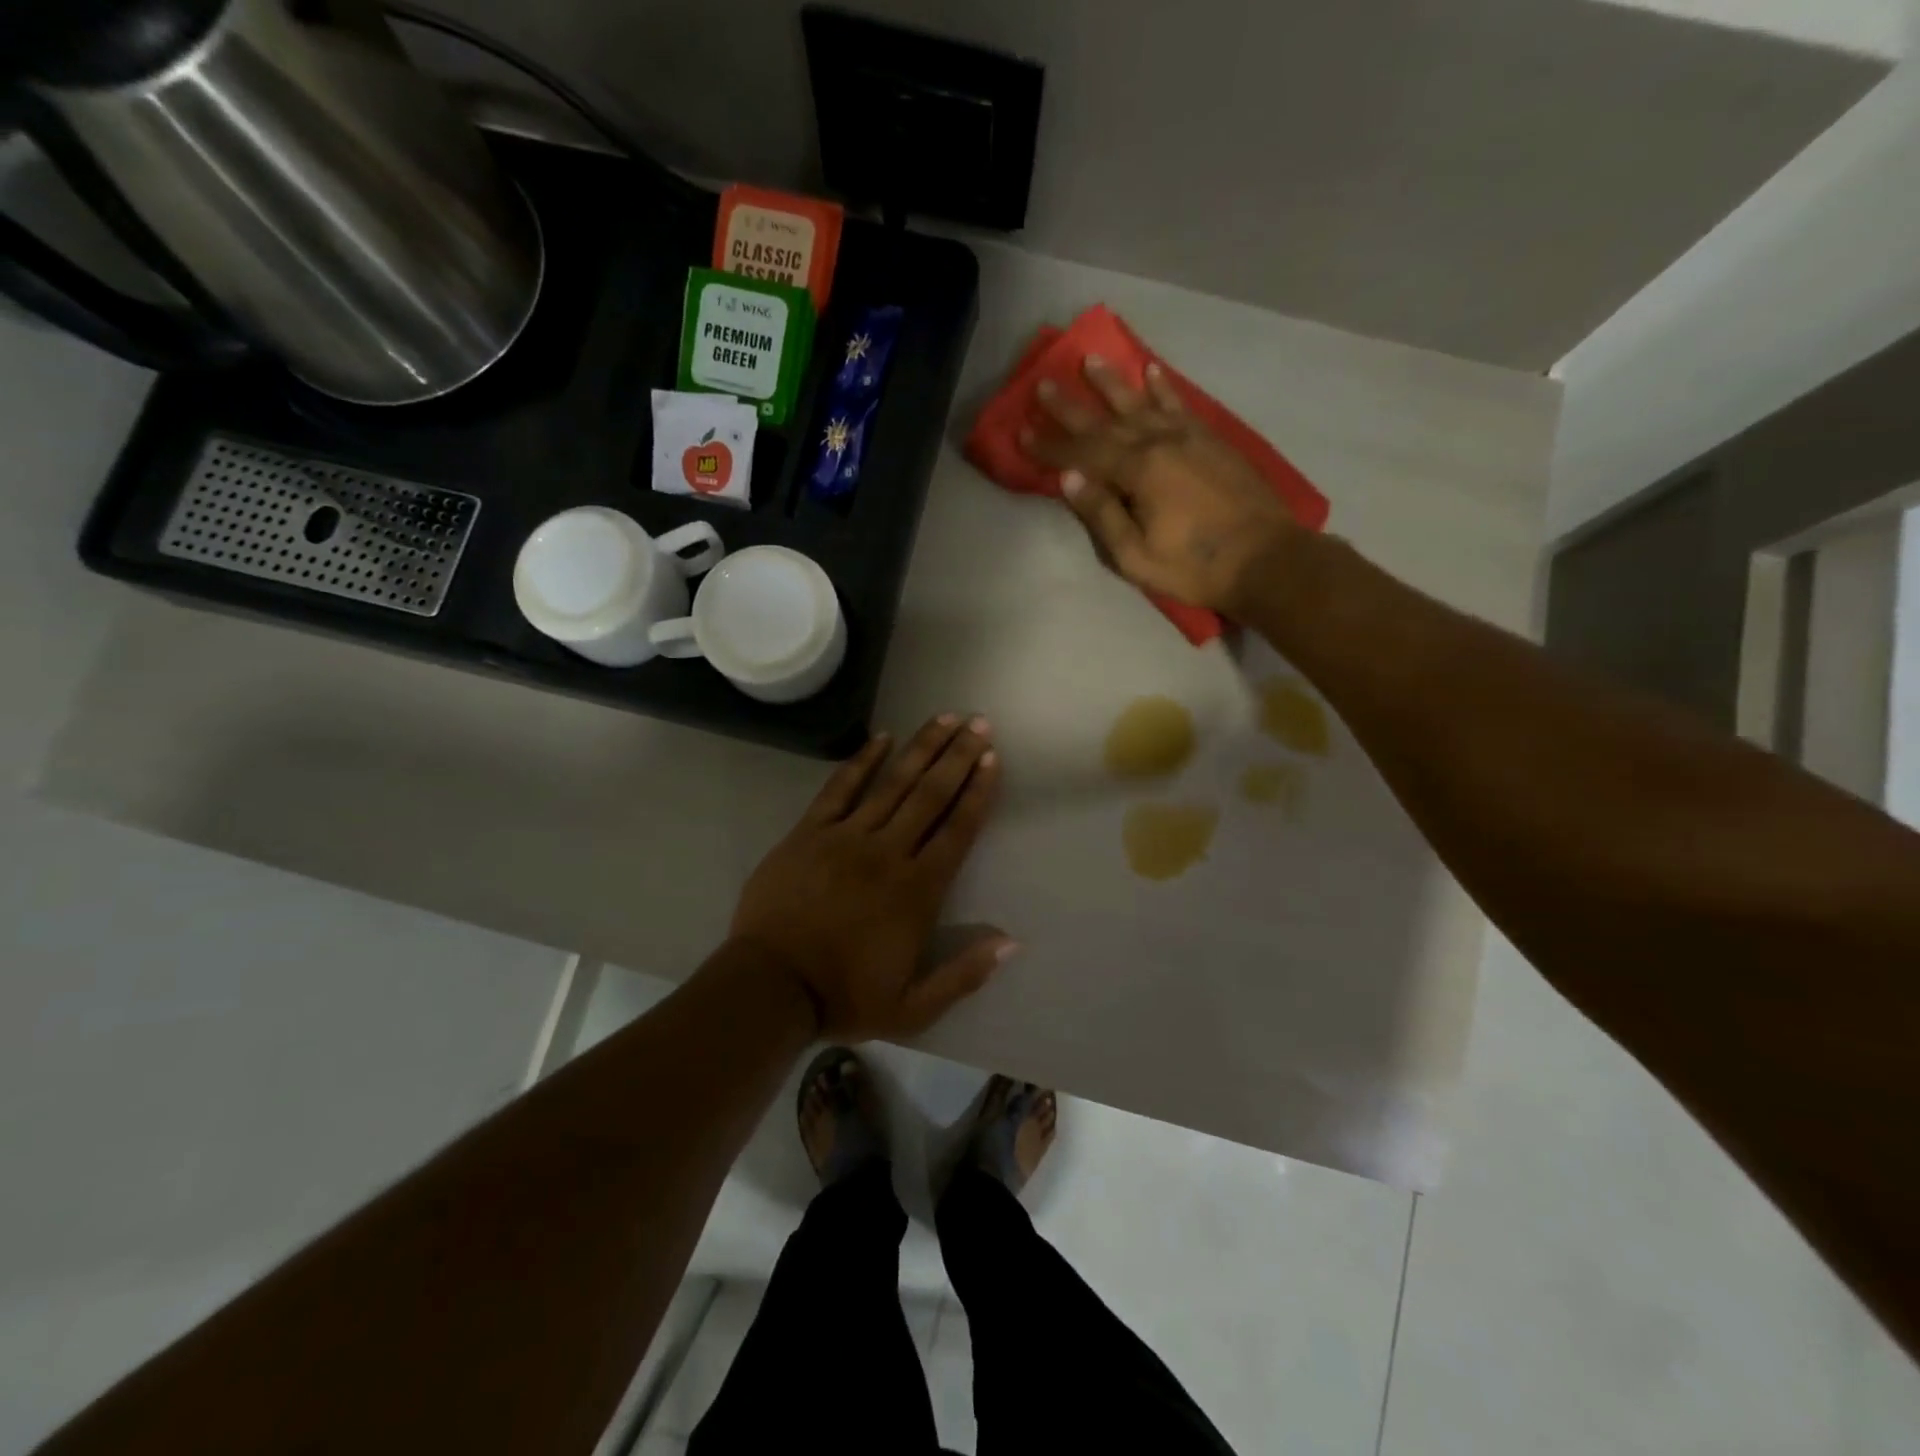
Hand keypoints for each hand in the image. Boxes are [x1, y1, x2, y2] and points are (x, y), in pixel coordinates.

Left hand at [730, 715, 1012, 1041]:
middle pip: (930, 795)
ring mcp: (846, 837)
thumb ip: (964, 974)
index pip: (957, 830)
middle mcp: (888, 853)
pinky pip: (839, 788)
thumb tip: (1011, 942)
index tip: (992, 760)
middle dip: (958, 756)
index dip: (977, 793)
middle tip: (979, 723)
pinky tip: (881, 737)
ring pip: (892, 783)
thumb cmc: (843, 997)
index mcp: (917, 891)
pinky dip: (862, 761)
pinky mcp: (809, 832)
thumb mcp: (912, 1008)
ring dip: (921, 747)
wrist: (770, 988)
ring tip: (945, 717)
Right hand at [1020, 356, 1300, 616]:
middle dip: (1071, 406)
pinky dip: (1163, 389)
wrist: (1267, 559)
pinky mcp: (1212, 441)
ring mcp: (1190, 438)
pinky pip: (1181, 405)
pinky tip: (1152, 373)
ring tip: (1090, 360)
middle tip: (1043, 384)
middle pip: (1107, 421)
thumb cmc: (1195, 567)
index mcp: (1139, 472)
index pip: (1082, 455)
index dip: (1050, 446)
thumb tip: (1068, 479)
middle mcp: (1161, 443)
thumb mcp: (1137, 556)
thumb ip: (1103, 515)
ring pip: (1142, 404)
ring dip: (1113, 383)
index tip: (1022, 433)